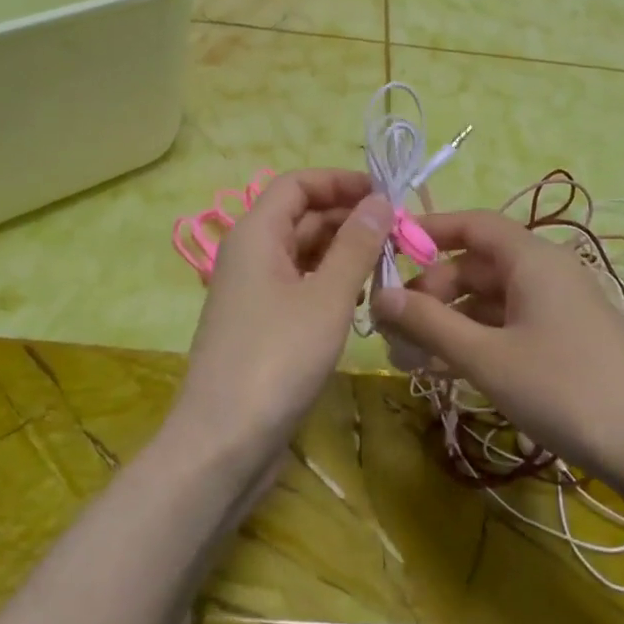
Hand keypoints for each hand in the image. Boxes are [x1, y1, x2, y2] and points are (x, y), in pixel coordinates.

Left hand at [171, 170, 391, 478]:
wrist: (223, 442)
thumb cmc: (277, 358)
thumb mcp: (327, 297)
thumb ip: (356, 244)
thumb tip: (380, 199)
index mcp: (256, 234)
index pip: (297, 184)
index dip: (340, 181)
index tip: (386, 194)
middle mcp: (250, 254)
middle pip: (302, 216)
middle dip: (349, 218)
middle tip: (400, 234)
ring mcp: (254, 291)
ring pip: (304, 253)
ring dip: (344, 252)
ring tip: (390, 264)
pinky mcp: (262, 324)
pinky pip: (300, 285)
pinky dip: (331, 282)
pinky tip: (363, 297)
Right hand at [373, 210, 623, 490]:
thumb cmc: (568, 390)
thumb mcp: (488, 358)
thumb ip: (430, 323)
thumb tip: (378, 294)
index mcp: (531, 259)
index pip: (472, 224)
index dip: (429, 230)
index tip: (386, 251)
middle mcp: (545, 273)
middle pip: (476, 266)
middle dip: (430, 291)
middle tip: (390, 328)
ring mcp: (558, 309)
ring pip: (490, 302)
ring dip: (448, 322)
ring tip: (407, 357)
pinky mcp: (565, 342)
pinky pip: (509, 328)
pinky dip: (475, 342)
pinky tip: (446, 370)